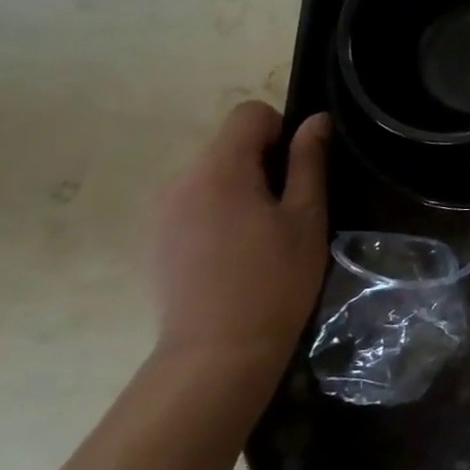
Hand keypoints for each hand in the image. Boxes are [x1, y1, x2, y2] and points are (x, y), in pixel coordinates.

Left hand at [151, 102, 329, 376]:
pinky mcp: (153, 240)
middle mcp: (180, 180)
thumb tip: (316, 121)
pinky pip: (192, 205)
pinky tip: (231, 256)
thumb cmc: (274, 282)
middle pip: (228, 145)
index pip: (249, 114)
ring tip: (259, 238)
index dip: (280, 131)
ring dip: (238, 190)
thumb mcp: (306, 219)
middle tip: (286, 212)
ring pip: (210, 176)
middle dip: (260, 165)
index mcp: (220, 169)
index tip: (296, 171)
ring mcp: (161, 212)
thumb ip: (309, 163)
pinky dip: (215, 214)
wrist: (216, 354)